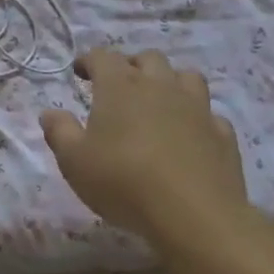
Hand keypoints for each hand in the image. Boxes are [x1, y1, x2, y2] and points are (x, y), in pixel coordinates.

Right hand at [39, 49, 246, 235]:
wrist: (195, 216)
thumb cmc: (123, 181)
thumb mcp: (74, 160)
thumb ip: (59, 131)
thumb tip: (50, 113)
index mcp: (120, 86)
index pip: (102, 56)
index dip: (88, 60)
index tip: (80, 72)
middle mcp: (159, 86)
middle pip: (147, 58)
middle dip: (131, 66)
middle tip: (119, 86)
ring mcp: (197, 108)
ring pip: (186, 77)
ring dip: (170, 82)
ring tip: (158, 102)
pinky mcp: (223, 135)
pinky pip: (210, 114)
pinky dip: (197, 118)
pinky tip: (190, 134)